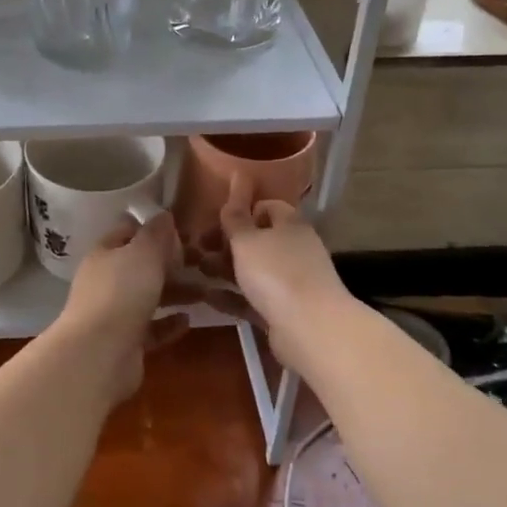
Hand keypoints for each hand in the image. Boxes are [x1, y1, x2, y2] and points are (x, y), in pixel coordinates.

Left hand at [55, 211, 192, 404]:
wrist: (99, 354)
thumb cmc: (121, 293)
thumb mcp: (143, 253)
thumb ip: (156, 234)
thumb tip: (164, 215)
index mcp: (105, 254)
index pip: (128, 233)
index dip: (154, 230)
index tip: (183, 233)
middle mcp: (106, 281)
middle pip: (141, 267)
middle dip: (171, 264)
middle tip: (202, 264)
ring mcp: (114, 313)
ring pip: (148, 297)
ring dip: (176, 293)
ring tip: (205, 292)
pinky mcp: (125, 343)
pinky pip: (152, 328)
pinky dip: (169, 323)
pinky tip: (188, 321)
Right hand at [213, 174, 350, 376]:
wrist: (311, 328)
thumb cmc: (276, 273)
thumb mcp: (247, 240)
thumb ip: (236, 215)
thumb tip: (239, 177)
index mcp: (290, 224)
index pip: (265, 207)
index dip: (240, 210)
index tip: (215, 221)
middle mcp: (293, 249)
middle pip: (256, 240)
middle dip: (226, 243)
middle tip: (197, 248)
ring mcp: (291, 281)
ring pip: (253, 270)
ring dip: (224, 269)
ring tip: (196, 270)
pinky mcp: (284, 310)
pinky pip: (253, 298)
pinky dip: (232, 295)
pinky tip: (208, 296)